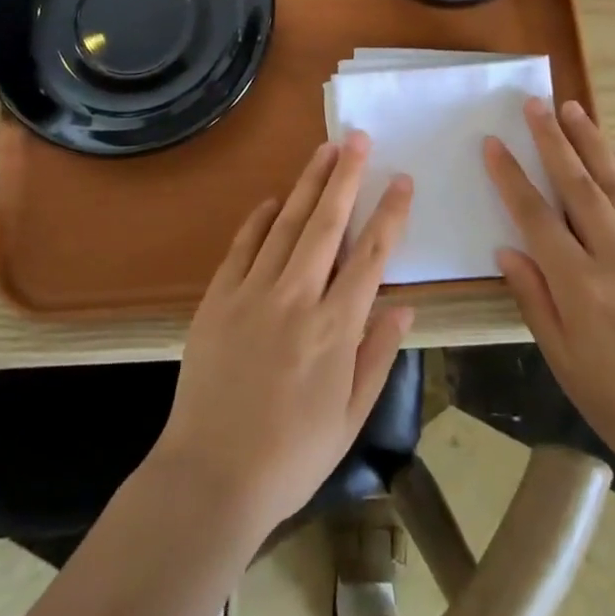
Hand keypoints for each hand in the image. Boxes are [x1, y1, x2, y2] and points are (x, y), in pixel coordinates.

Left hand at [153, 132, 414, 536]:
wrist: (210, 477)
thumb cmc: (291, 456)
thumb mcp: (350, 417)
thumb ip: (378, 356)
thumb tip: (404, 305)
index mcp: (335, 328)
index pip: (371, 256)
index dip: (389, 214)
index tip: (402, 180)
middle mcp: (296, 298)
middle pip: (327, 224)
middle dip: (346, 177)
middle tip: (359, 138)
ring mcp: (252, 293)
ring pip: (286, 224)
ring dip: (307, 184)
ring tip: (324, 150)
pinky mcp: (218, 297)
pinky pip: (243, 246)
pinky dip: (260, 218)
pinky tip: (274, 199)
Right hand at [484, 99, 614, 493]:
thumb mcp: (564, 362)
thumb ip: (534, 300)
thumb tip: (507, 250)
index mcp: (582, 288)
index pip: (536, 216)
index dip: (511, 176)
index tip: (494, 142)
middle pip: (579, 185)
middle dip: (554, 140)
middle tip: (535, 103)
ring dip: (593, 143)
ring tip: (573, 109)